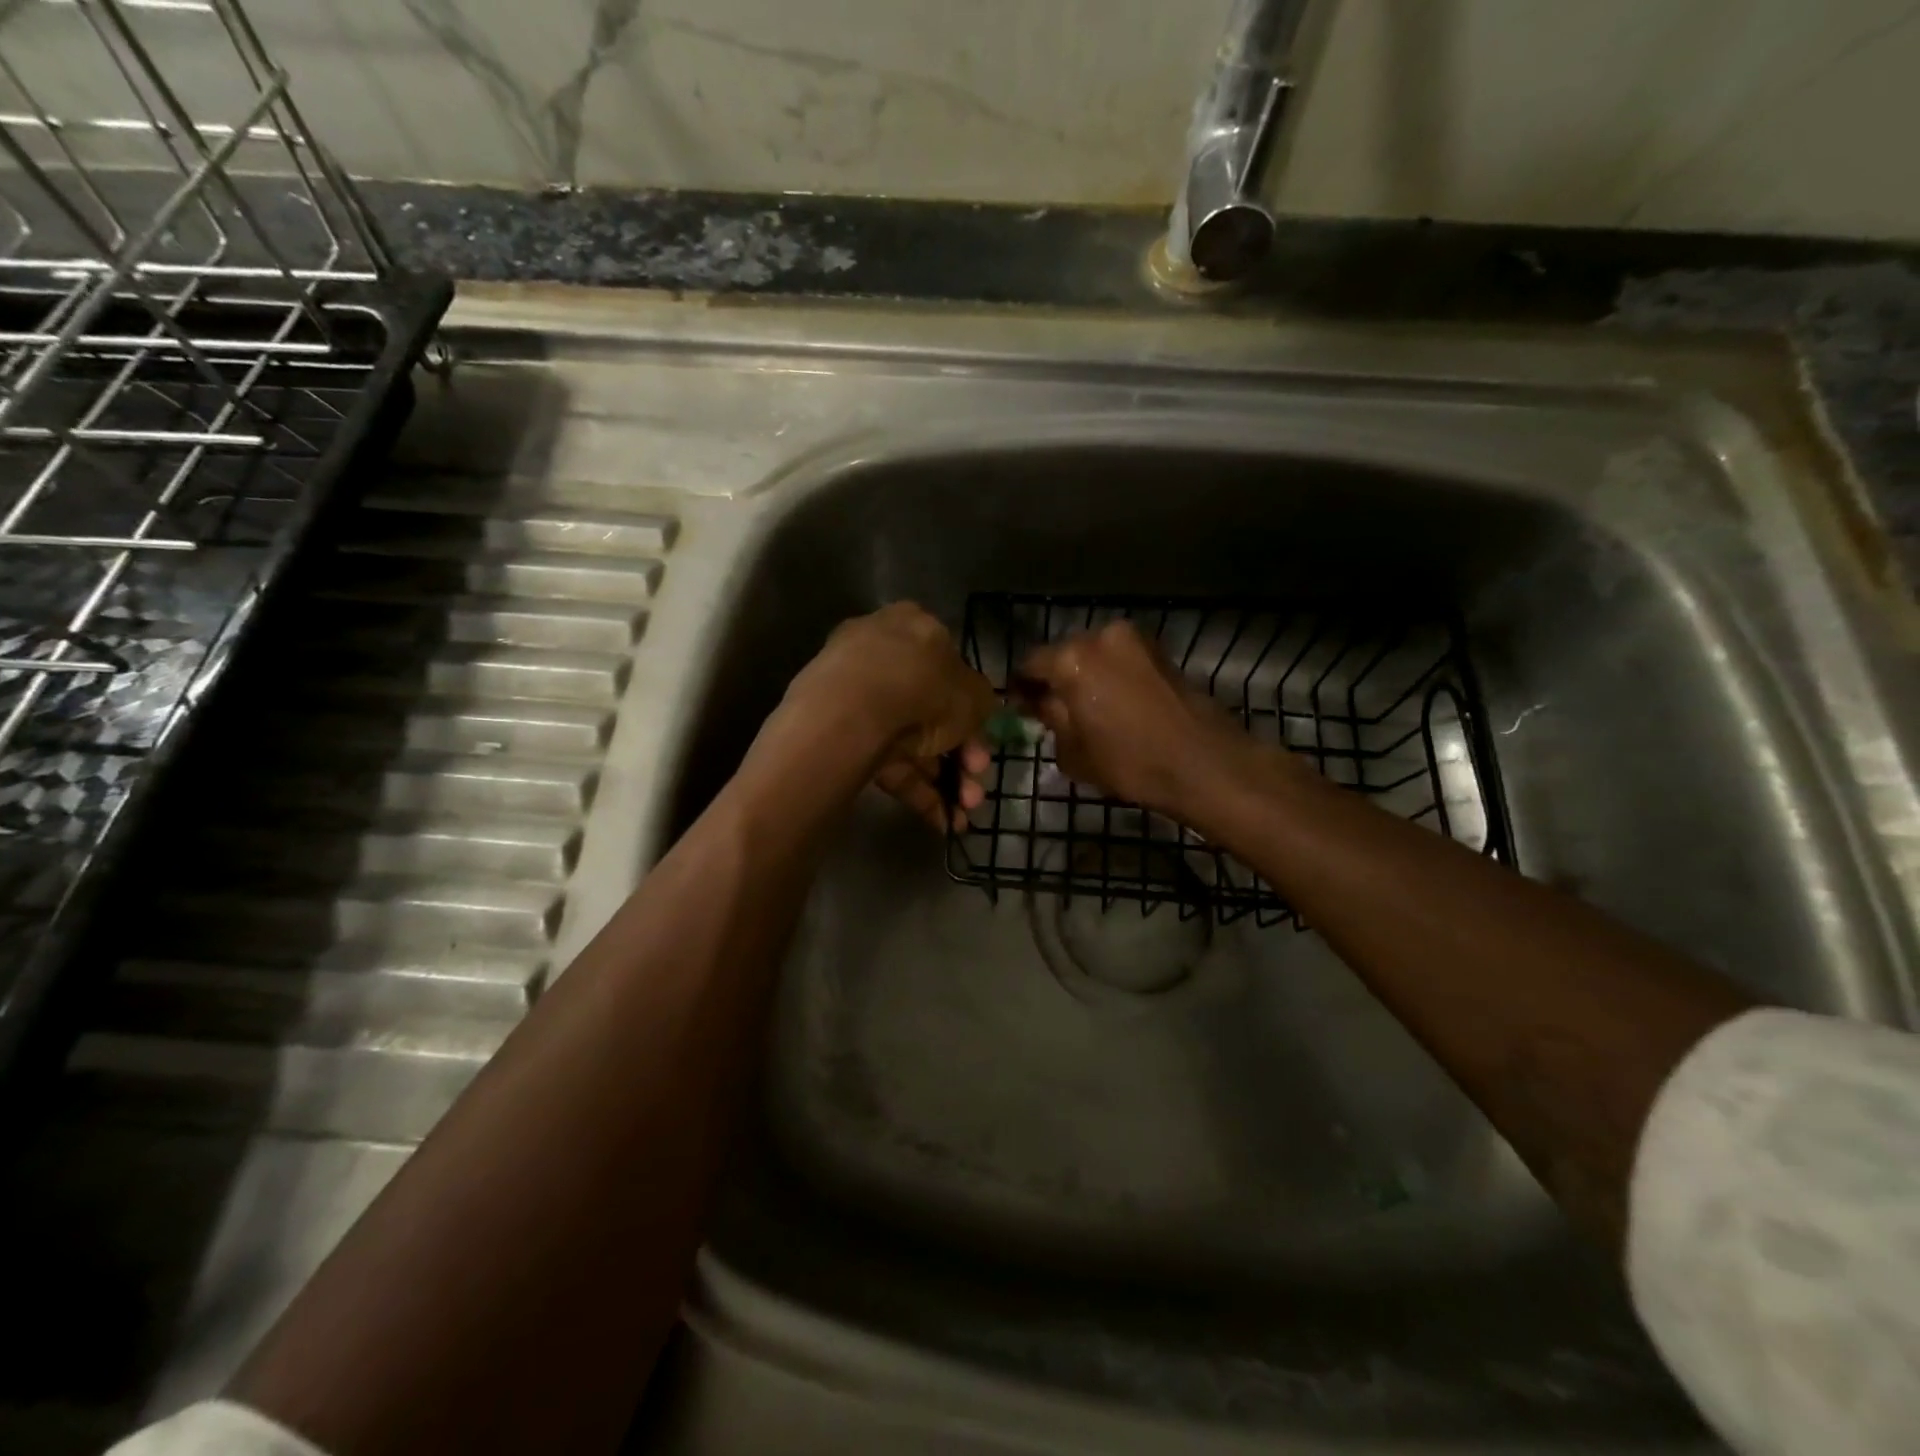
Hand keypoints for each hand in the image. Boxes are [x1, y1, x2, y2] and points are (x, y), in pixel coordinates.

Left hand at [781, 603, 995, 832]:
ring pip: (909, 740)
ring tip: (964, 814)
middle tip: (977, 785)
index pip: (950, 668)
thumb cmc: (923, 689)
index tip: (984, 744)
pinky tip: (940, 822)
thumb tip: (981, 710)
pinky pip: (884, 760)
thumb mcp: (974, 695)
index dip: (972, 712)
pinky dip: (914, 790)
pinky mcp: (838, 732)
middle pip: (930, 711)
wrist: (851, 714)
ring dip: (942, 780)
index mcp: (915, 627)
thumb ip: (983, 703)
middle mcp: (881, 653)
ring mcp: (854, 693)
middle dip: (960, 756)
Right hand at [1017, 620, 1263, 820]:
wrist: (1203, 763)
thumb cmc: (1129, 762)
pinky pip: (1120, 659)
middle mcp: (1100, 636)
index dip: (1022, 688)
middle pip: (1063, 654)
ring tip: (1088, 709)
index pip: (1030, 664)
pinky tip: (1115, 704)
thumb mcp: (1072, 751)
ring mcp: (1134, 639)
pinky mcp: (1159, 650)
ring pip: (1094, 655)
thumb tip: (1043, 703)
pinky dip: (1111, 676)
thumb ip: (1050, 719)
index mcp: (1071, 659)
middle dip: (1055, 678)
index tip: (1020, 707)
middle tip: (1053, 710)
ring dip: (1086, 676)